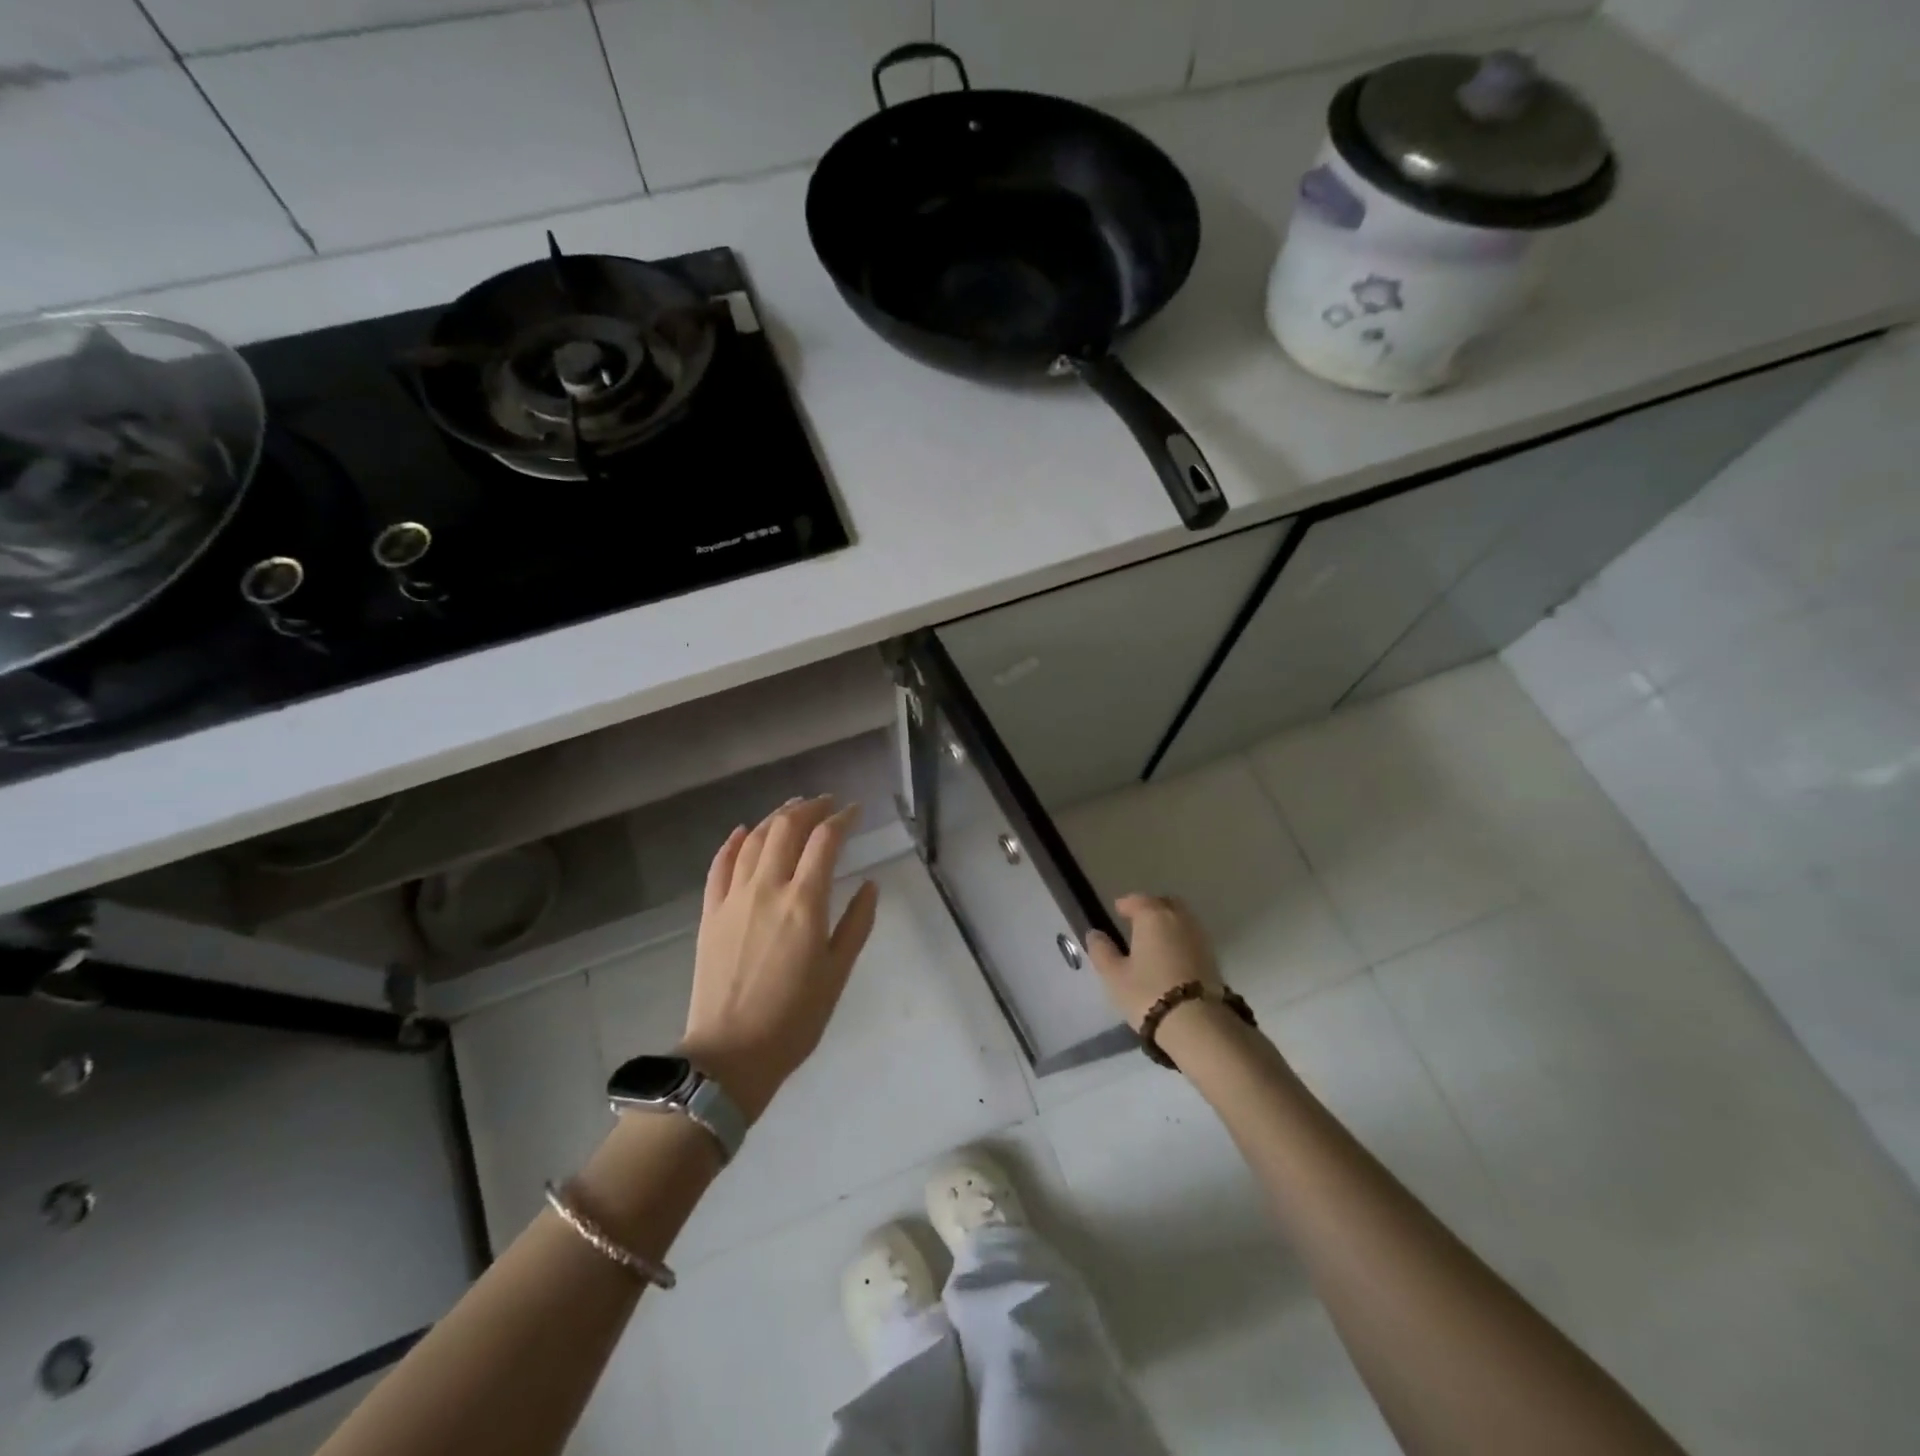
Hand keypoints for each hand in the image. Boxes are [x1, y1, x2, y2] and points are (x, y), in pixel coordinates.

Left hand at [680, 797, 879, 1122]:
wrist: (730, 1055)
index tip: (855, 810)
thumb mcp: (837, 973)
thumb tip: (870, 884)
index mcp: (804, 903)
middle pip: (786, 828)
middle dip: (809, 808)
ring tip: (793, 808)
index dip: (842, 818)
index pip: (825, 841)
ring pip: (754, 840)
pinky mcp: (710, 913)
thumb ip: (856, 923)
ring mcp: (733, 899)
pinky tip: (743, 831)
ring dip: (775, 817)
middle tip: (826, 802)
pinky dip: (733, 842)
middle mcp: (767, 889)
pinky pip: (720, 865)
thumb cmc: (794, 1019)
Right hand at [1085, 893, 1222, 1029]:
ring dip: (1167, 924)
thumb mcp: (1114, 975)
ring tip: (1153, 942)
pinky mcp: (1213, 956)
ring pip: (1181, 919)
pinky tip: (1171, 957)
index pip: (1137, 900)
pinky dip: (1180, 939)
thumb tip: (1095, 934)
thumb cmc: (1148, 992)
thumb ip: (1102, 951)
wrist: (1198, 1023)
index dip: (1125, 905)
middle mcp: (1178, 918)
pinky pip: (1191, 937)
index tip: (1117, 912)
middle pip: (1163, 904)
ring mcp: (1199, 936)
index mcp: (1152, 915)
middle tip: (1137, 923)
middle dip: (1150, 909)